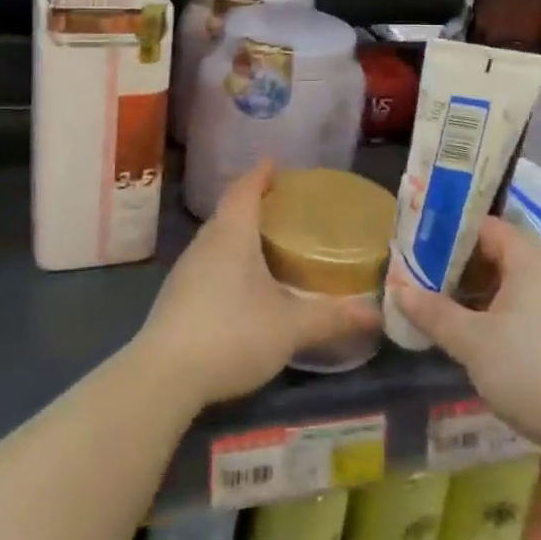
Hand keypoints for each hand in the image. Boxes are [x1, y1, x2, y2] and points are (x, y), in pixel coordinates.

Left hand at [136, 161, 378, 410]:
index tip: (274, 164)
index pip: (245, 189)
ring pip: (216, 238)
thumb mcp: (290, 326)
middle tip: (282, 204)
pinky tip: (242, 283)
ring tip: (266, 241)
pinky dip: (227, 259)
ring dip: (239, 233)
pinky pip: (207, 263)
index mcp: (232, 234)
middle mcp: (205, 243)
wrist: (164, 375)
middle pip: (229, 211)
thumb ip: (332, 317)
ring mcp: (186, 270)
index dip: (261, 174)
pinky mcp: (176, 297)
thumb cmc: (232, 334)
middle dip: (253, 202)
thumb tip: (376, 313)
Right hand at [390, 218, 540, 452]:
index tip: (416, 251)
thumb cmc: (537, 373)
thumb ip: (434, 313)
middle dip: (461, 269)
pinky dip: (509, 316)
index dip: (447, 235)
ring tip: (450, 316)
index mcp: (531, 258)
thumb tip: (397, 289)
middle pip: (500, 254)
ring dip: (484, 296)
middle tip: (425, 285)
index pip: (483, 226)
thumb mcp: (473, 344)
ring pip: (519, 285)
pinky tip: (491, 344)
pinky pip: (538, 308)